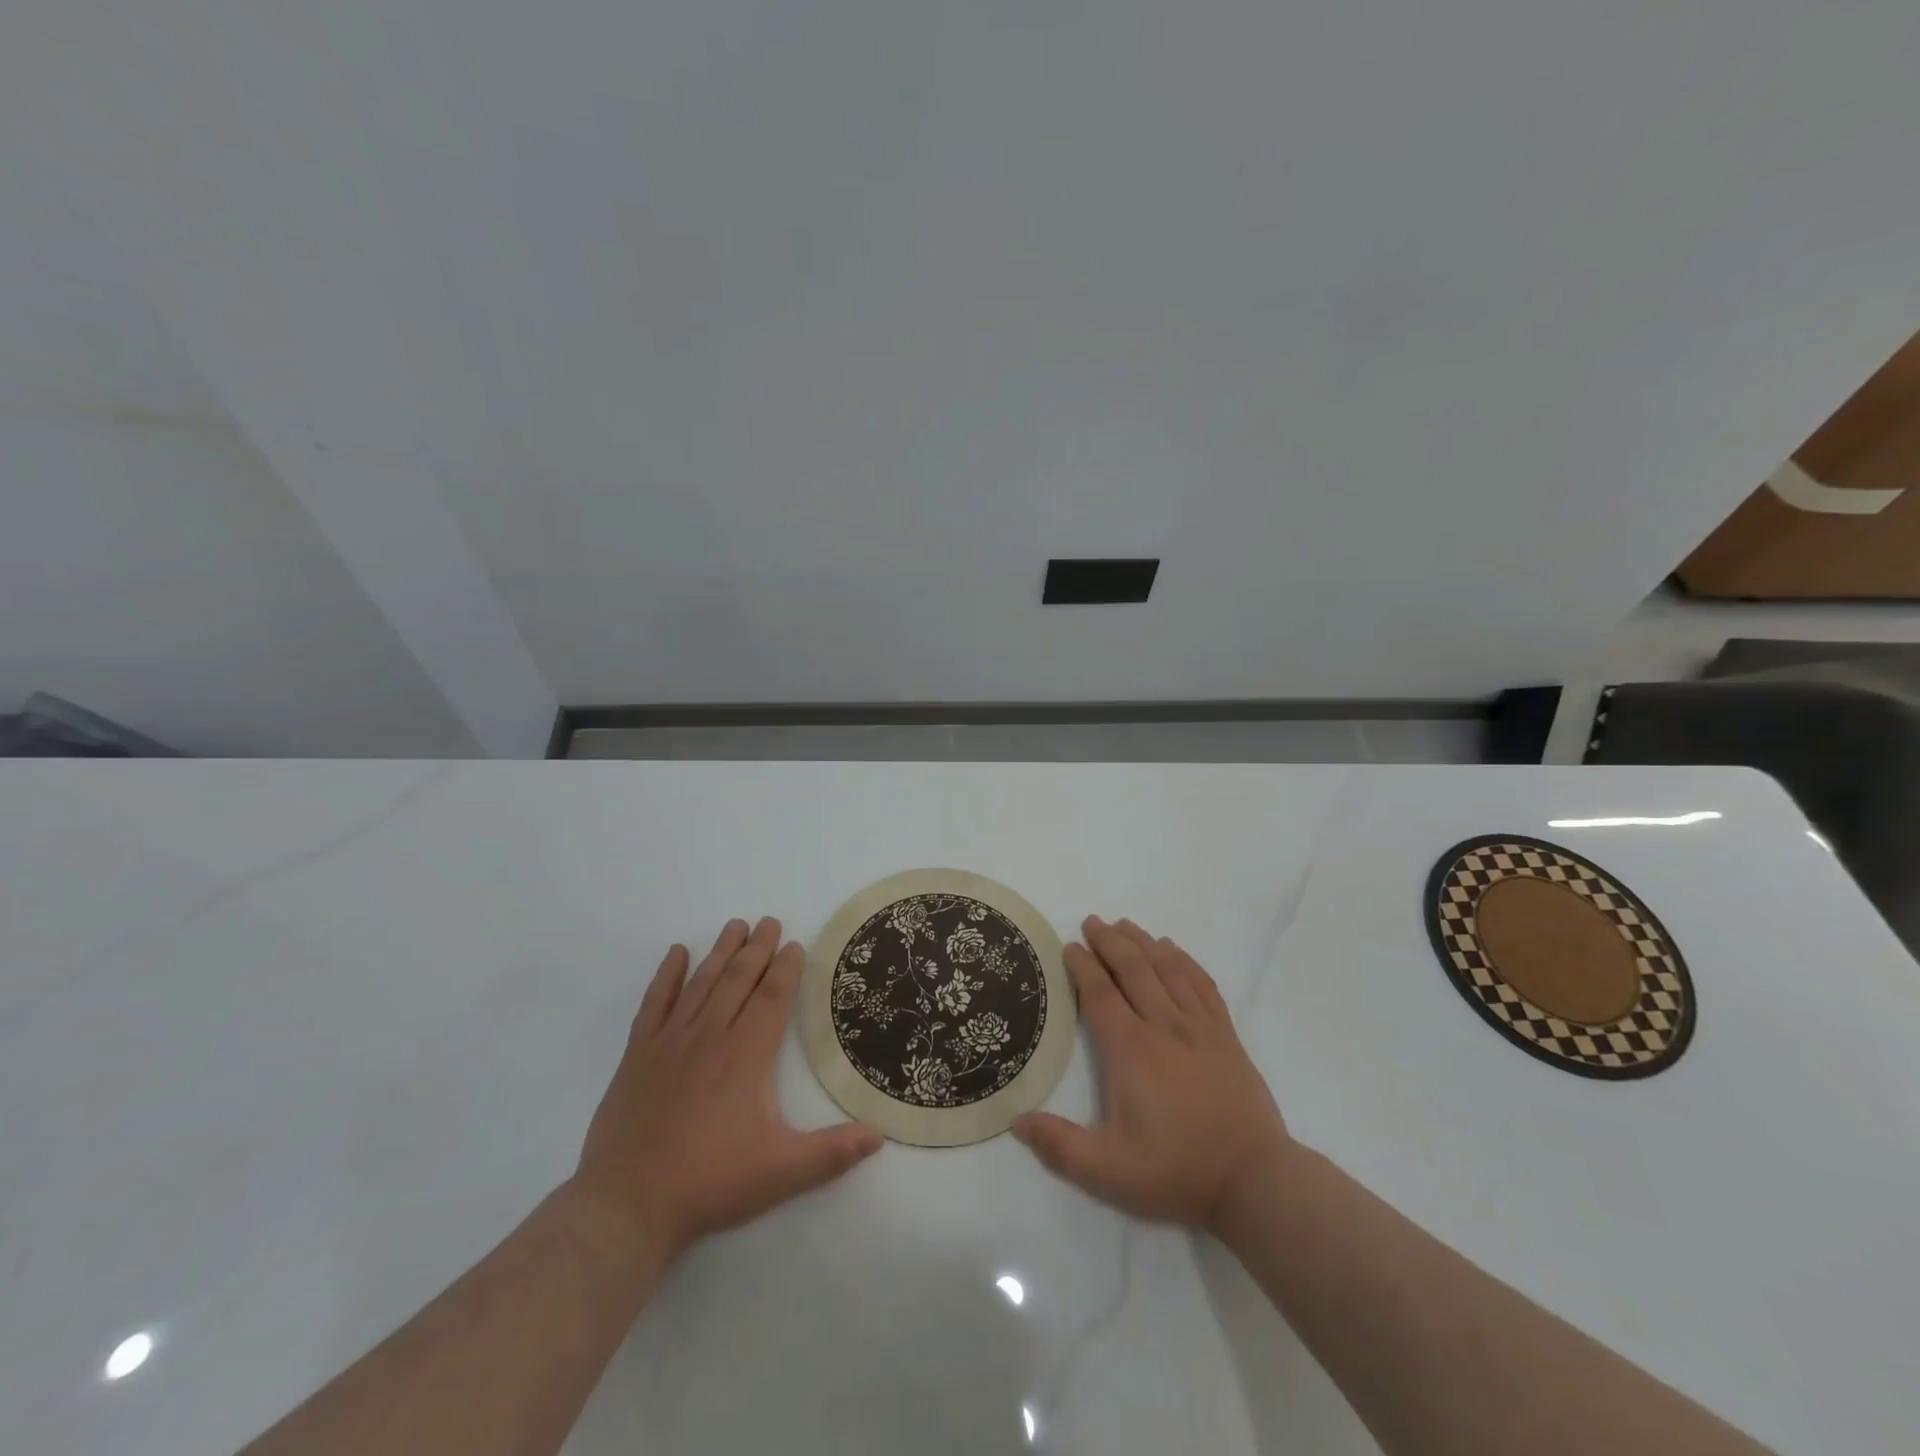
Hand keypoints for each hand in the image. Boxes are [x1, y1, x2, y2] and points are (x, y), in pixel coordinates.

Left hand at [569, 917, 881, 1263]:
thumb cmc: (709, 1183)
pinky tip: (677, 954)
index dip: (786, 968)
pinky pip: (654, 1003)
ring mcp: (670, 1042)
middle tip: (769, 922)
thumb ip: (833, 1152)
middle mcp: (710, 1036)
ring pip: (701, 983)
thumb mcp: (782, 1173)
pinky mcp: (637, 1055)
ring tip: (735, 925)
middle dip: (758, 948)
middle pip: (738, 979)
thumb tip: (879, 1135)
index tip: (796, 945)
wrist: (626, 1206)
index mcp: (746, 1055)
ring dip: (721, 952)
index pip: (772, 997)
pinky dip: (666, 975)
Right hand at [1013, 916, 1290, 1230]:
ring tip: (1124, 925)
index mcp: (1131, 1050)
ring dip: (1143, 942)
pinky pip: (1202, 983)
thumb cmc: (1176, 1171)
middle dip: (1109, 941)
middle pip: (1133, 968)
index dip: (1083, 966)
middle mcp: (1163, 1026)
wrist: (1255, 1180)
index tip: (1070, 946)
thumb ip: (1059, 1146)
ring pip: (1167, 968)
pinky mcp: (1226, 1035)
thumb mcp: (1108, 1171)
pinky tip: (1173, 950)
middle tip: (1092, 922)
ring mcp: (1199, 1027)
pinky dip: (1184, 960)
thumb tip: (1017, 1120)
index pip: (1100, 994)